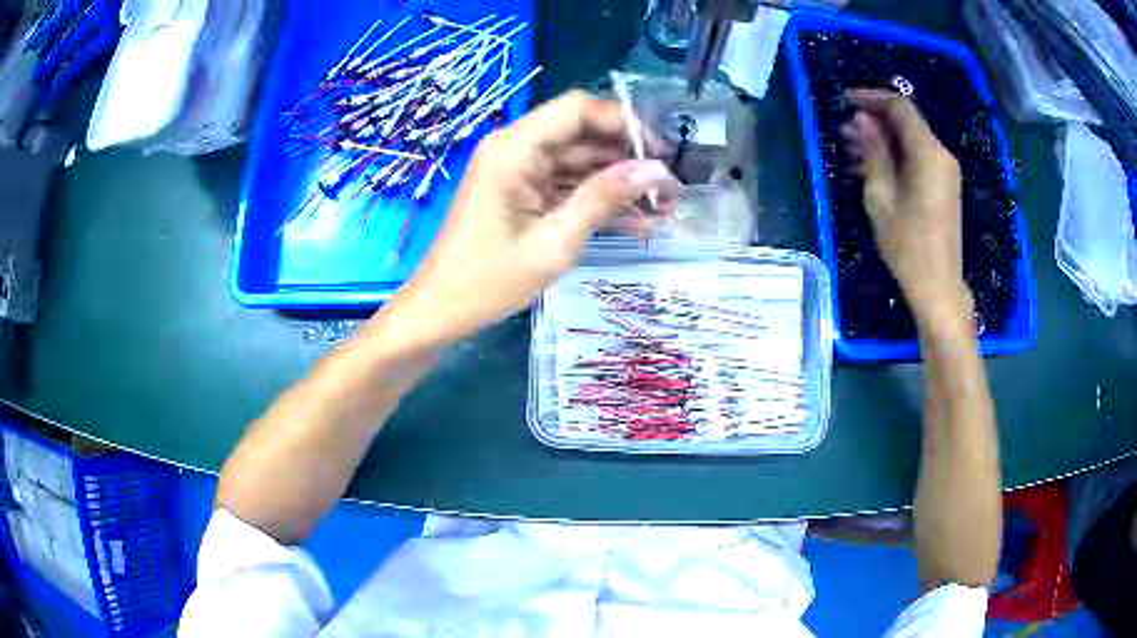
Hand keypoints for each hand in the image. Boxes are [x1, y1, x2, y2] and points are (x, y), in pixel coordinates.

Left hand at [388, 90, 681, 345]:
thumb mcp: (555, 242)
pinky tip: (637, 221)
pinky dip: (597, 200)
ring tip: (664, 208)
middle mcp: (515, 149)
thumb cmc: (489, 281)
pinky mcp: (521, 192)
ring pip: (579, 161)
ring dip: (618, 182)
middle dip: (628, 157)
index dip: (623, 123)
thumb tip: (657, 170)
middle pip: (582, 134)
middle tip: (670, 188)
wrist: (441, 310)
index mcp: (514, 149)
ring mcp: (518, 171)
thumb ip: (604, 198)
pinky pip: (566, 185)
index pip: (577, 110)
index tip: (660, 153)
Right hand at [842, 89, 971, 323]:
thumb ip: (874, 151)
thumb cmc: (907, 244)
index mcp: (928, 153)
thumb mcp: (882, 196)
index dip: (871, 98)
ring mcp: (945, 171)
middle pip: (906, 122)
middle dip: (874, 121)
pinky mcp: (944, 185)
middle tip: (845, 133)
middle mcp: (941, 155)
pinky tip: (873, 168)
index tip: (845, 101)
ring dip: (883, 140)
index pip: (899, 107)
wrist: (938, 285)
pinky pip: (917, 158)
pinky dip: (896, 156)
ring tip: (853, 151)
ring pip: (910, 140)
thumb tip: (862, 119)